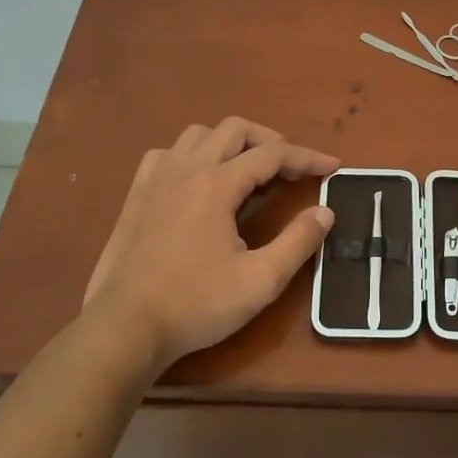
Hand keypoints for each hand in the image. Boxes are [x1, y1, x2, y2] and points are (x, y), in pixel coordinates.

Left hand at [80, 118, 338, 375]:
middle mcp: (186, 169)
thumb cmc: (196, 304)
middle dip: (270, 141)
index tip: (332, 166)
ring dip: (230, 143)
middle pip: (234, 129)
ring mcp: (156, 179)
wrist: (125, 328)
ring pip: (198, 135)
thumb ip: (298, 242)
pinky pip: (167, 154)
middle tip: (290, 169)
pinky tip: (198, 181)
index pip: (272, 154)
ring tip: (248, 171)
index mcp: (217, 184)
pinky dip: (192, 155)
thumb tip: (324, 212)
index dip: (307, 157)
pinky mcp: (136, 195)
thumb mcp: (260, 281)